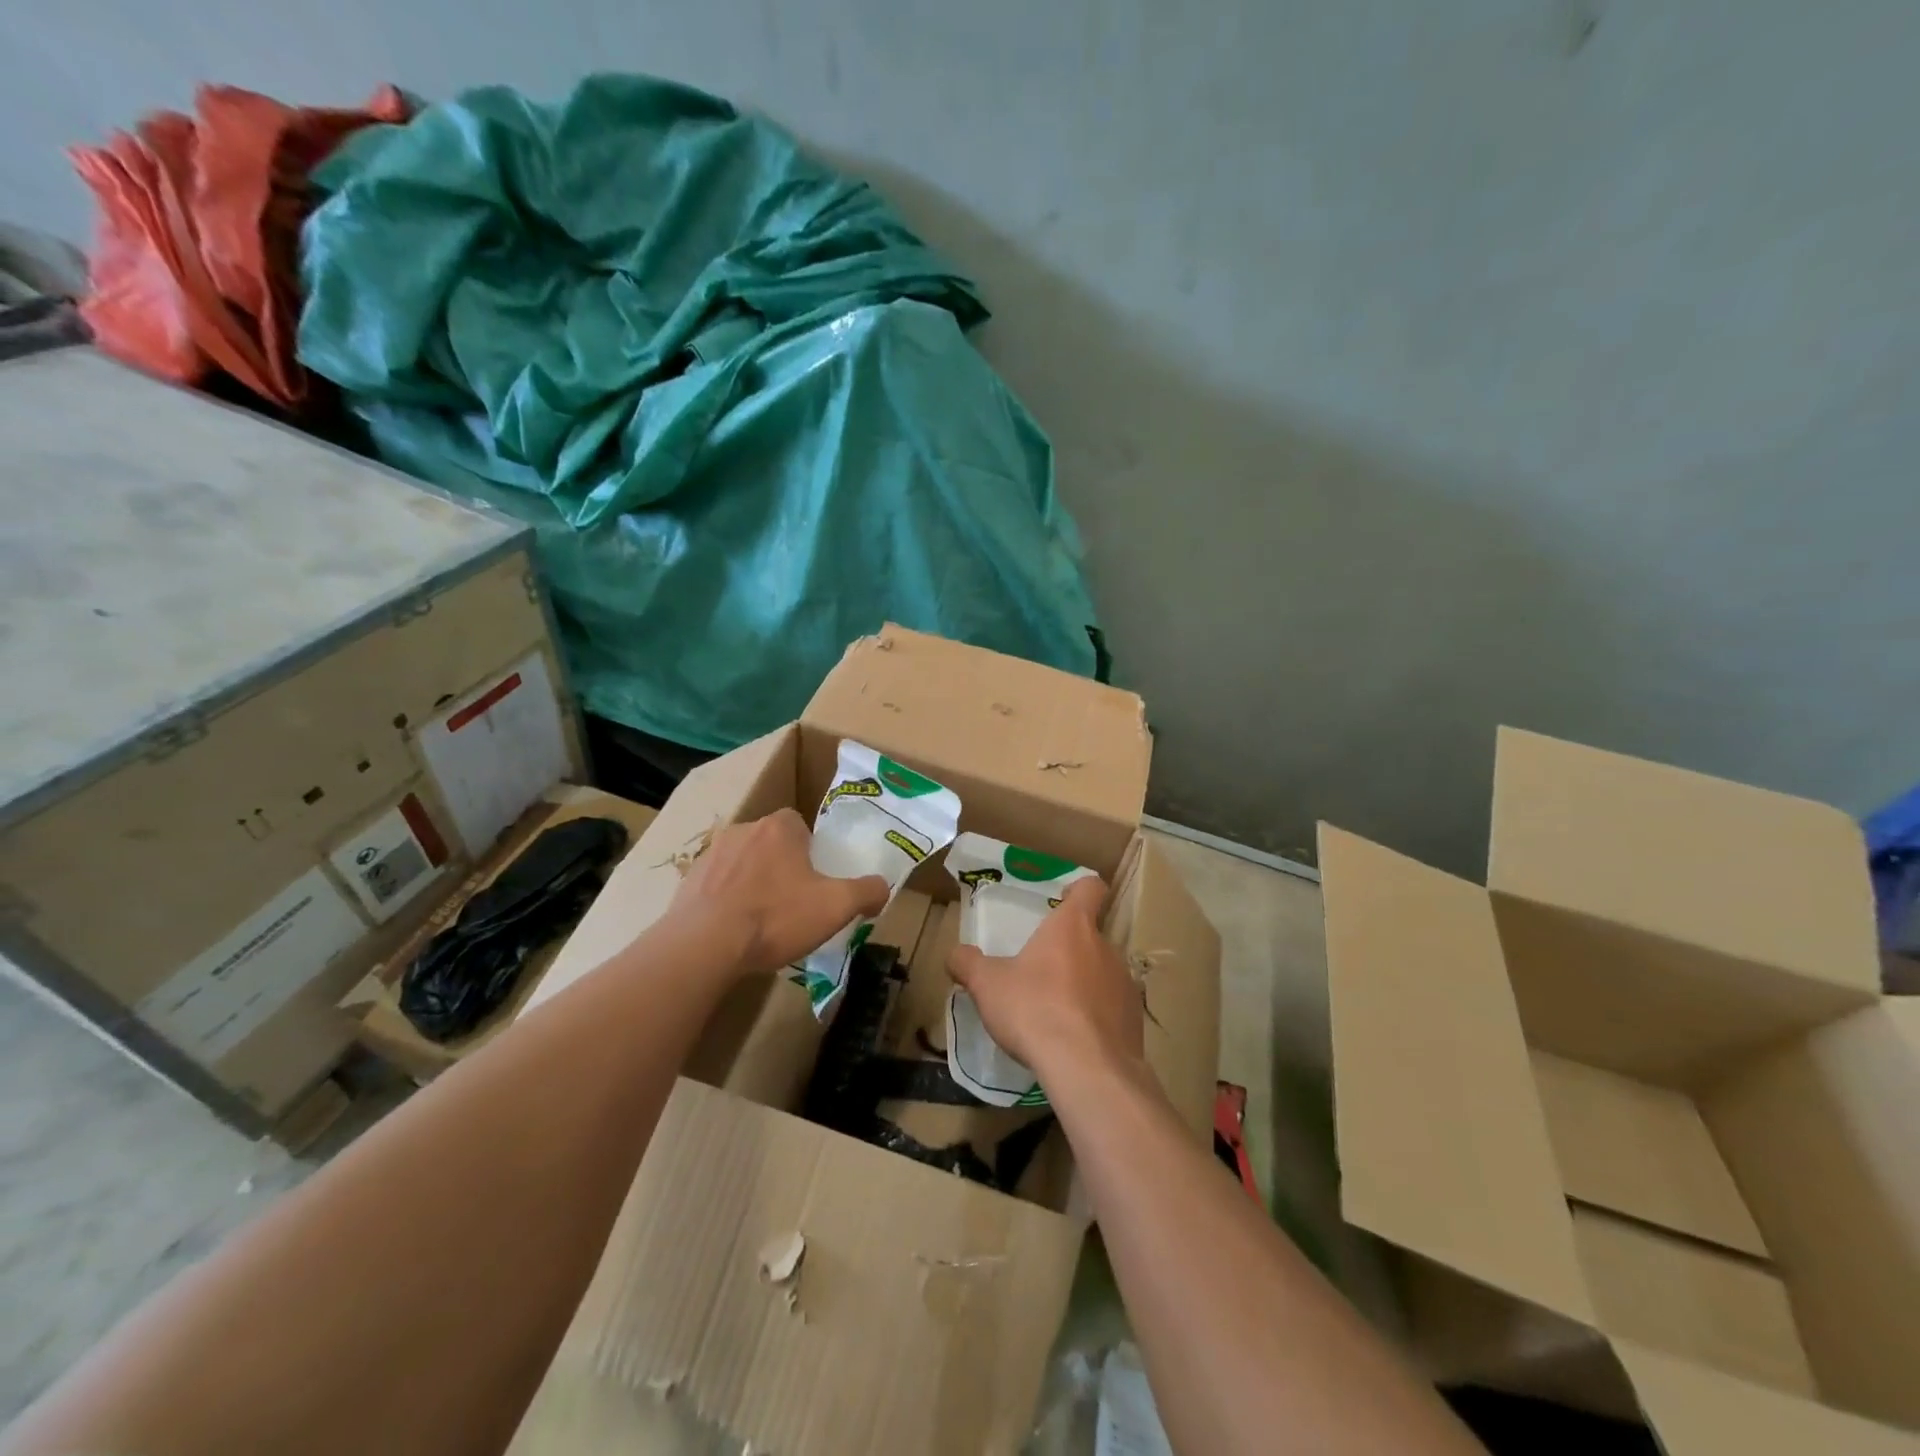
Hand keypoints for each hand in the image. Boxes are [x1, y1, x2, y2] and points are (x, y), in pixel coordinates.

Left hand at [669, 809, 889, 977]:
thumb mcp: (836, 906)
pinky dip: (726, 900)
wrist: (704, 945)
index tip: (815, 878)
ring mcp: (710, 854)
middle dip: (781, 866)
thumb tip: (882, 888)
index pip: (799, 824)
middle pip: (770, 843)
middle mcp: (743, 830)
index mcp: (778, 828)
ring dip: (752, 882)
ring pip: (742, 863)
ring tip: (761, 920)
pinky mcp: (688, 881)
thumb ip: (867, 891)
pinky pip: (716, 885)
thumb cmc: (776, 917)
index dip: (810, 849)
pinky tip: (733, 930)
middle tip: (793, 901)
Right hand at [947, 877, 1143, 1084]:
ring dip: (1084, 983)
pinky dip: (1097, 1017)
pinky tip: (1076, 1040)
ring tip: (1056, 1011)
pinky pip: (1114, 1008)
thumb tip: (956, 954)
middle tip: (1042, 971)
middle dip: (1069, 949)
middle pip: (1092, 935)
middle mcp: (1105, 947)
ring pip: (1103, 972)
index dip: (1078, 889)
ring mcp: (1125, 984)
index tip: (1062, 900)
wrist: (1088, 1069)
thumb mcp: (987, 985)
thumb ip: (968, 963)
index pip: (1090, 888)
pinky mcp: (1135, 1020)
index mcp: (1072, 926)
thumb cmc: (1035, 1010)